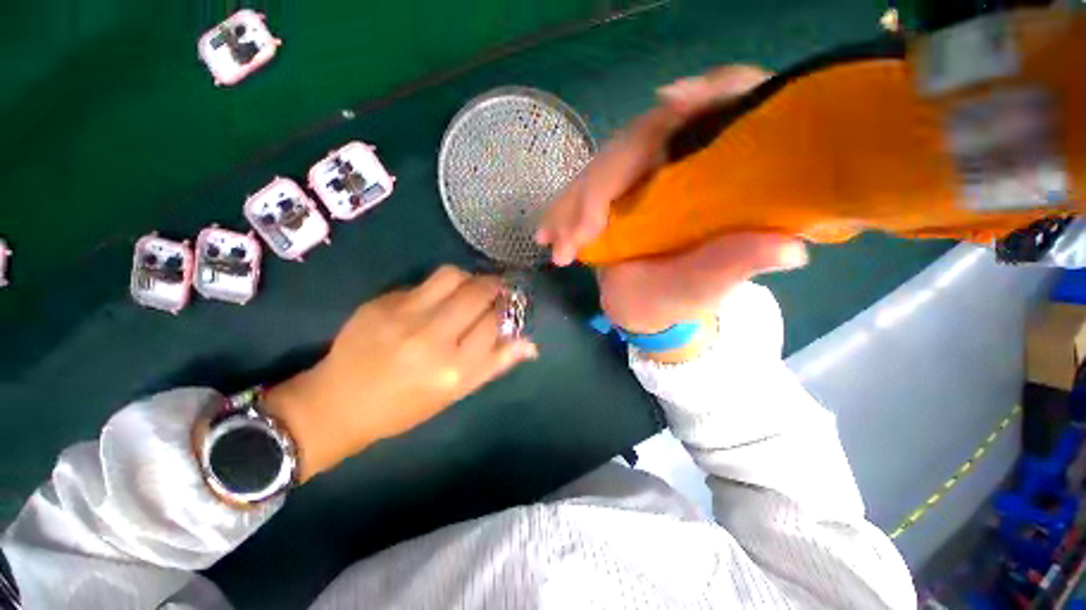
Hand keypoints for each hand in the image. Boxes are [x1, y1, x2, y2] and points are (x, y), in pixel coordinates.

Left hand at [264, 266, 537, 481]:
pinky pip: (424, 282)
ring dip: (469, 278)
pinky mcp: (381, 302)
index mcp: (453, 368)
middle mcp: (431, 337)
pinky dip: (440, 287)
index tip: (509, 307)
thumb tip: (531, 344)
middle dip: (494, 286)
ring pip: (453, 275)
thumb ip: (496, 364)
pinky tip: (436, 300)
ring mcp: (403, 315)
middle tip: (495, 291)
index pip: (495, 322)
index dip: (507, 310)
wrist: (338, 403)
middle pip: (478, 292)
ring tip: (468, 289)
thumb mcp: (456, 393)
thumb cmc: (404, 407)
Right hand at [538, 66, 807, 359]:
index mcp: (718, 175)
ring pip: (604, 166)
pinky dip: (562, 210)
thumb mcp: (710, 286)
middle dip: (602, 186)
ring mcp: (639, 177)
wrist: (644, 308)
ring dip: (573, 203)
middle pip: (640, 140)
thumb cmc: (681, 299)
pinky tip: (545, 232)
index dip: (707, 93)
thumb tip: (791, 249)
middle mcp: (679, 166)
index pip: (725, 106)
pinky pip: (584, 188)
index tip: (670, 102)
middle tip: (575, 236)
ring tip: (552, 240)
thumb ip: (738, 264)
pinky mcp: (611, 193)